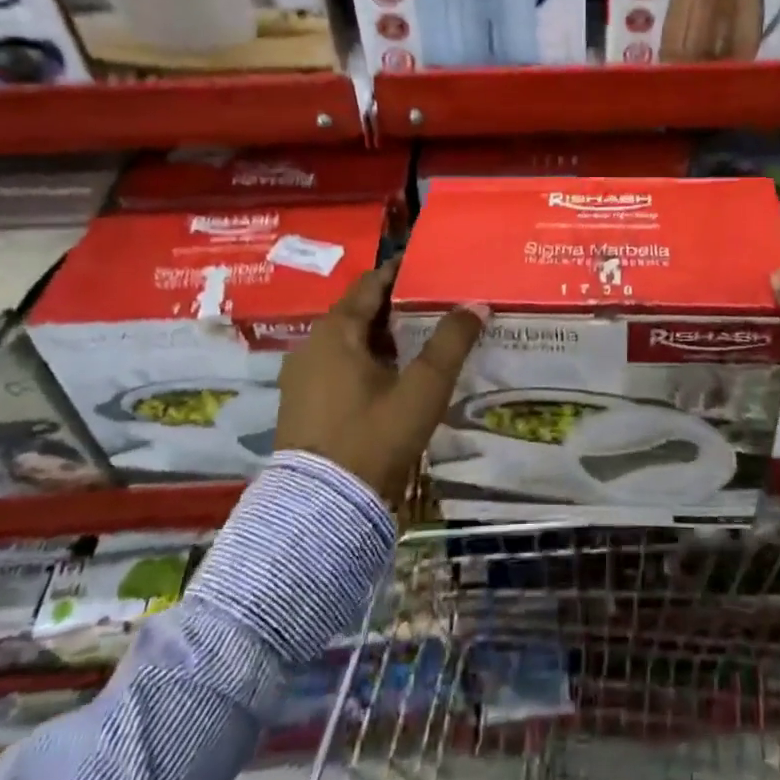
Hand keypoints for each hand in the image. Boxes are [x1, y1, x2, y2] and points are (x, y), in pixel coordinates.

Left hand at [275, 261, 487, 500]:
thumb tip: (476, 304)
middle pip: (360, 312)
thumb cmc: (373, 437)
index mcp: (335, 331)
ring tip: (424, 338)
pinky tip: (396, 376)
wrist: (321, 511)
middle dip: (398, 306)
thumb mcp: (422, 389)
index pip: (371, 284)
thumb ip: (451, 343)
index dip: (401, 273)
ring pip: (350, 341)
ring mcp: (303, 377)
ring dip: (384, 336)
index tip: (432, 268)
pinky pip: (340, 366)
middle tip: (438, 303)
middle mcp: (312, 345)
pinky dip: (368, 361)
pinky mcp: (303, 405)